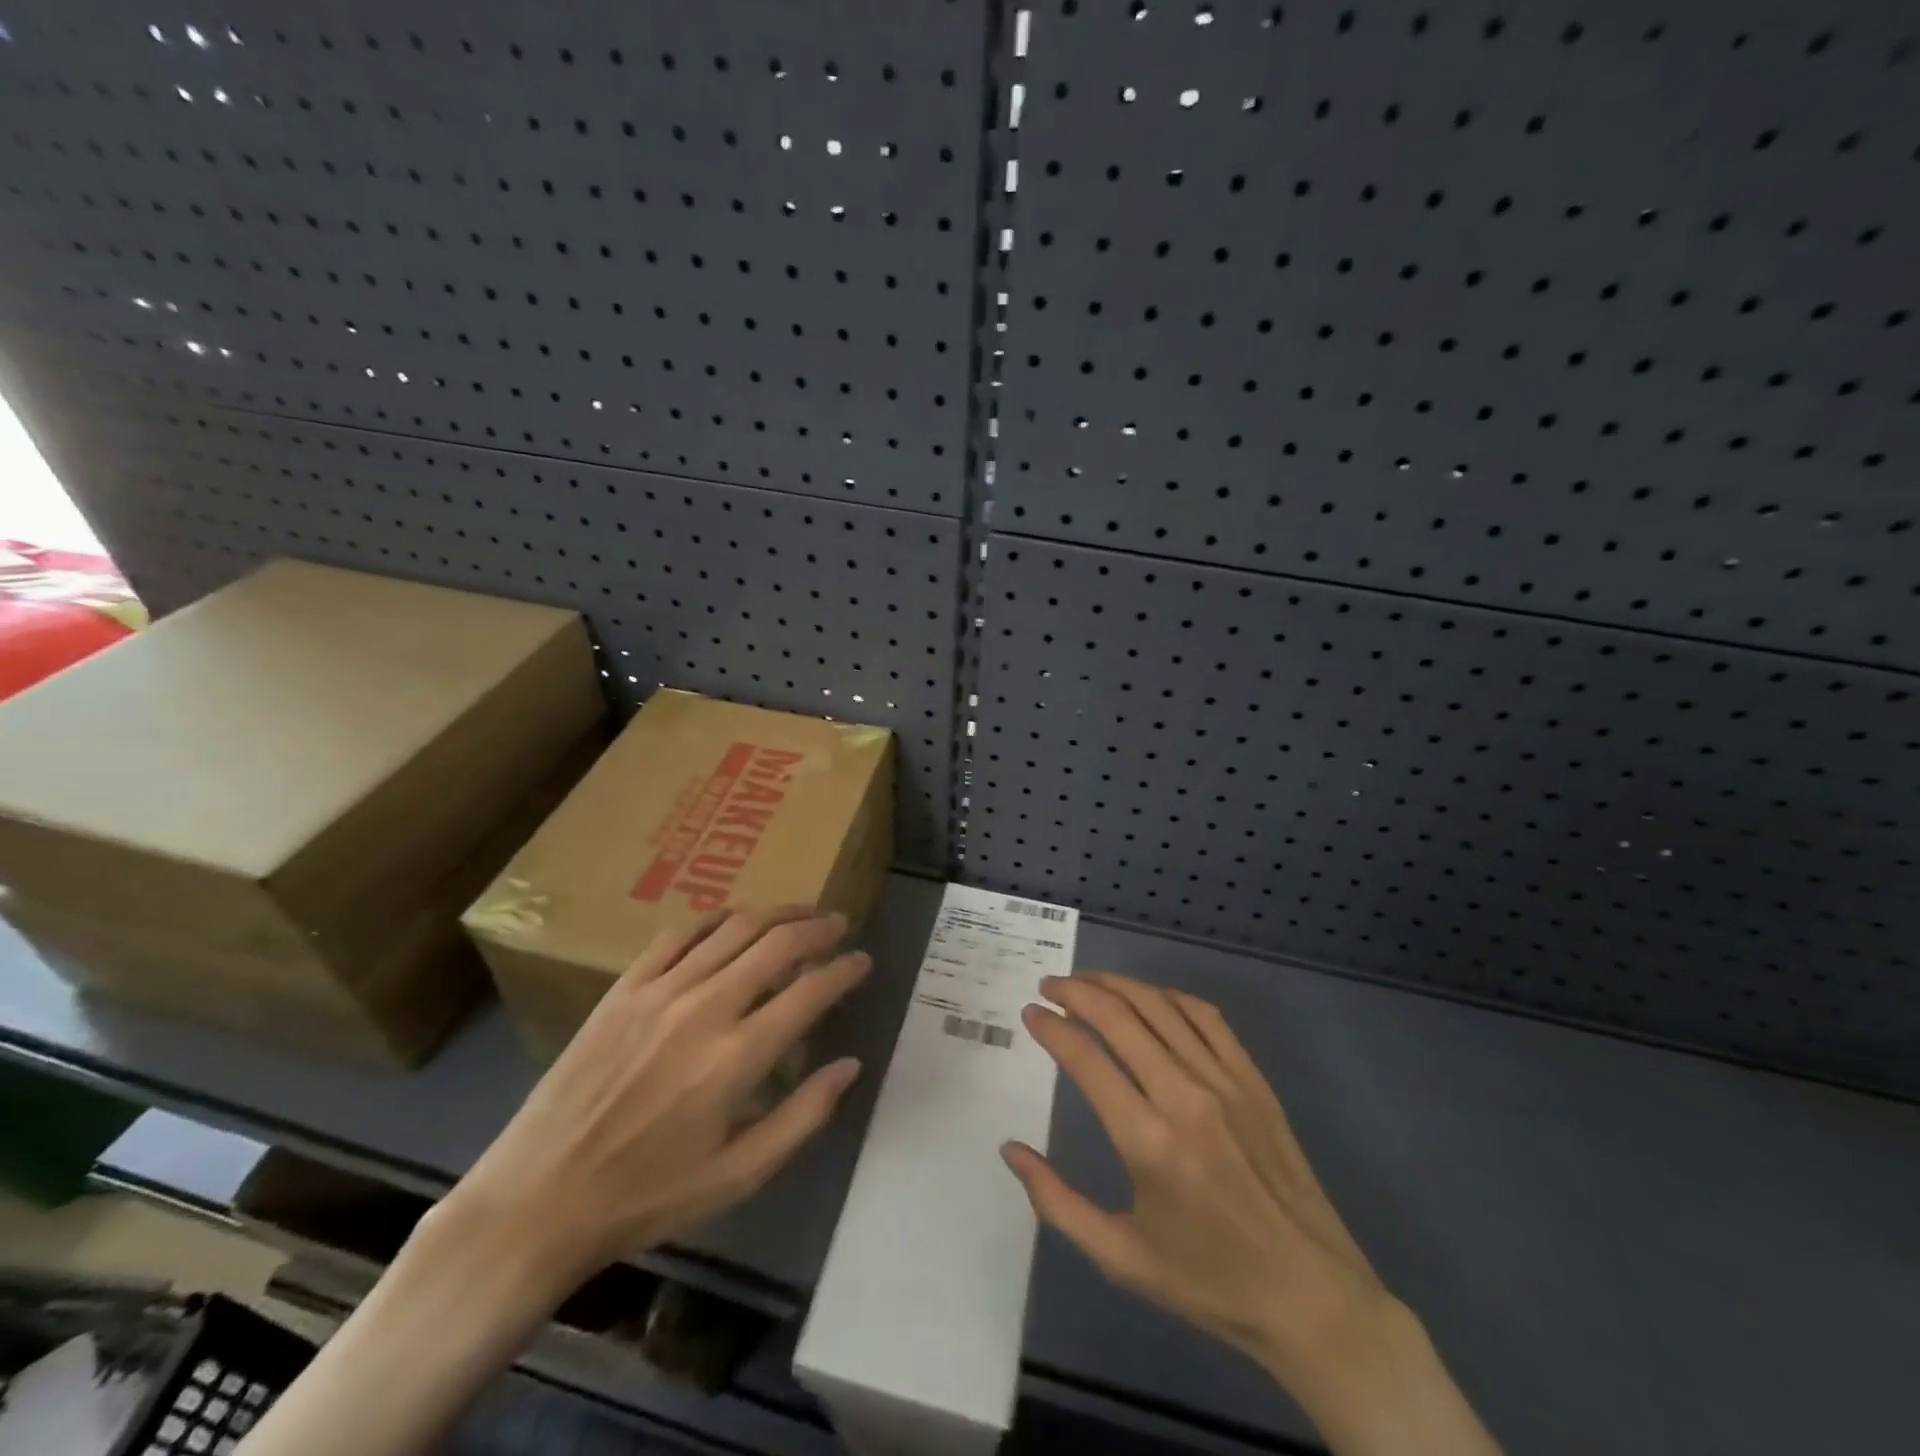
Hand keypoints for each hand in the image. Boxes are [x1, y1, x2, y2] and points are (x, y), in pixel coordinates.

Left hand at [441, 906, 870, 1295]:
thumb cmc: (647, 1197)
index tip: (862, 961)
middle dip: (817, 928)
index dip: (844, 970)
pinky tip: (733, 920)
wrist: (538, 1200)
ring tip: (799, 914)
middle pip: (776, 943)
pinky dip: (716, 919)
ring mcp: (660, 991)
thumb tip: (850, 1066)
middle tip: (838, 924)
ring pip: (733, 928)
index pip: (810, 991)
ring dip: (774, 914)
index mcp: (737, 1058)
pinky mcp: (624, 988)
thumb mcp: (737, 1178)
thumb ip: (803, 1117)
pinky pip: (680, 934)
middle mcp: (705, 1009)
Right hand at [1004, 973, 1498, 1455]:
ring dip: (1117, 985)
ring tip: (1087, 982)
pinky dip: (1169, 996)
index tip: (1030, 1013)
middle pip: (1119, 1017)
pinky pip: (1206, 1017)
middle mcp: (1184, 1097)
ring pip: (1160, 1007)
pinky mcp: (1253, 1080)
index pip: (1085, 1059)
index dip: (1051, 1028)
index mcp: (1148, 1142)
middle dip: (1076, 992)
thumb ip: (1056, 1202)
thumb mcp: (1120, 1259)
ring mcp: (1225, 1082)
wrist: (1312, 1298)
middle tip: (1050, 987)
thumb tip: (1010, 1149)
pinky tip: (1149, 998)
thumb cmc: (1209, 1283)